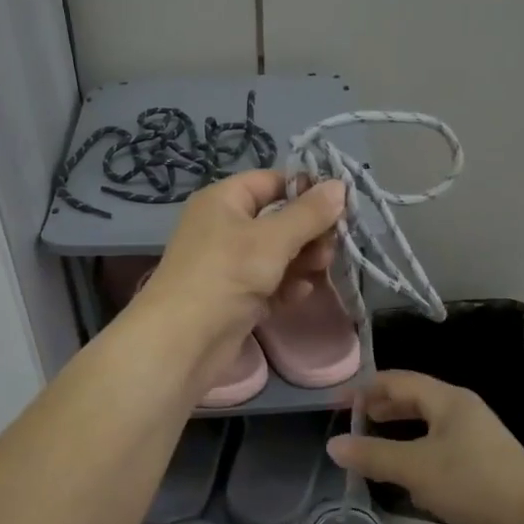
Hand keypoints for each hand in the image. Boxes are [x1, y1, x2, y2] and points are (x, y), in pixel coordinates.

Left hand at [128, 170, 344, 392]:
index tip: (341, 206)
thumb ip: (309, 213)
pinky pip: (270, 282)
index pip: (272, 182)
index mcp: (224, 200)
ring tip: (319, 271)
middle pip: (279, 219)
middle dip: (309, 232)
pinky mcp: (235, 296)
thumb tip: (340, 185)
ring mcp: (229, 264)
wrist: (182, 341)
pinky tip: (298, 295)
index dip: (306, 190)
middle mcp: (225, 227)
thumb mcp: (273, 239)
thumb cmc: (226, 275)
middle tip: (330, 249)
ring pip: (278, 253)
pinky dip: (286, 286)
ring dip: (303, 261)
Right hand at [327, 370, 523, 523]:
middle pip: (415, 399)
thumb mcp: (415, 467)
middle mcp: (463, 411)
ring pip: (428, 426)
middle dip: (383, 407)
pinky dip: (418, 453)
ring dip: (400, 431)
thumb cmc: (472, 482)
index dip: (365, 389)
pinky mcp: (483, 466)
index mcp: (448, 400)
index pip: (398, 381)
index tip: (338, 404)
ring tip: (375, 445)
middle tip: (355, 421)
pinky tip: (408, 476)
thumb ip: (372, 455)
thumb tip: (333, 445)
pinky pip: (441, 449)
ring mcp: (476, 438)